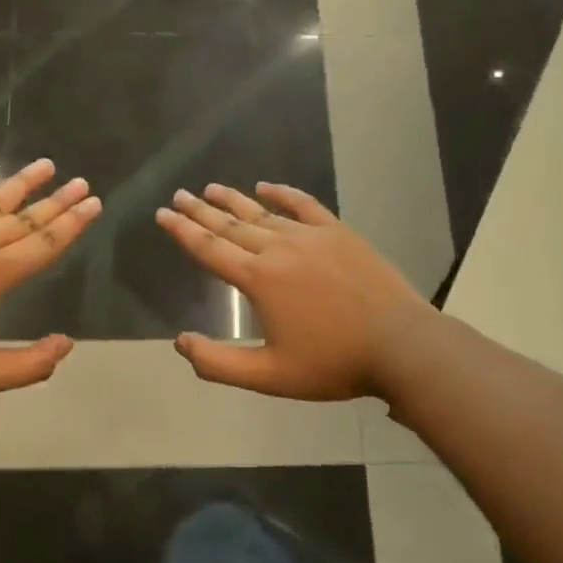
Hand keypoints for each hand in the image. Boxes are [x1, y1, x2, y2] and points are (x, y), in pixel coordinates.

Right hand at [155, 183, 436, 400]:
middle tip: (179, 196)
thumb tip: (181, 343)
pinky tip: (267, 186)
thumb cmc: (333, 363)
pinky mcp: (338, 233)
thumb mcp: (269, 376)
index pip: (209, 248)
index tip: (163, 214)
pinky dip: (283, 194)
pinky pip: (304, 205)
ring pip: (262, 213)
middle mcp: (279, 248)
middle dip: (201, 210)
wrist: (400, 345)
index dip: (182, 231)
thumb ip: (219, 363)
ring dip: (234, 199)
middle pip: (230, 225)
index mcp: (258, 279)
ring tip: (211, 187)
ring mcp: (311, 236)